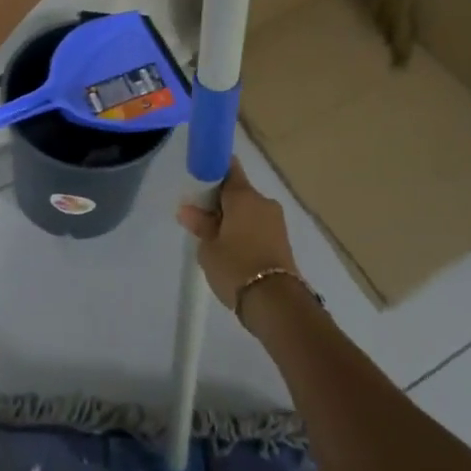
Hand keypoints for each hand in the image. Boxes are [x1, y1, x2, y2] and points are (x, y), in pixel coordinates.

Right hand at [176, 159, 300, 313]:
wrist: (276, 302)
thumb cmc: (235, 266)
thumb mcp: (209, 247)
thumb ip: (200, 224)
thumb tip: (187, 210)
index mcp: (244, 195)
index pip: (228, 168)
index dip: (212, 171)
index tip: (198, 183)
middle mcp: (263, 202)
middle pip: (238, 191)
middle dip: (220, 201)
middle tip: (201, 219)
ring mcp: (276, 221)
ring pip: (249, 211)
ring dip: (233, 218)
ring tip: (215, 240)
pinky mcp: (282, 241)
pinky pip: (258, 226)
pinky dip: (245, 232)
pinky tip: (232, 250)